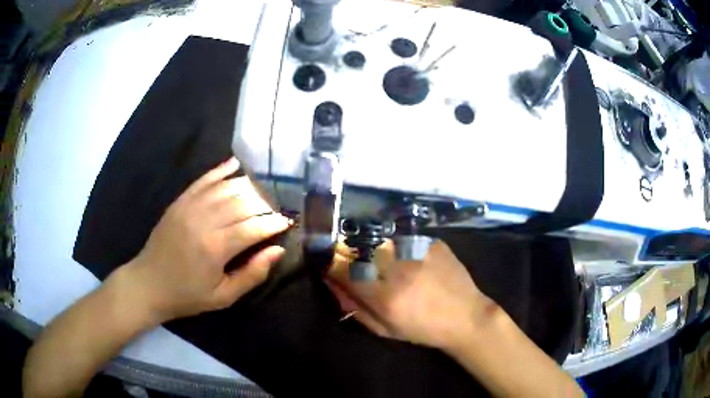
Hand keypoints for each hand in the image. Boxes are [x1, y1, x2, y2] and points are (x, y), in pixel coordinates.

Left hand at [119, 157, 290, 322]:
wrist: (149, 283)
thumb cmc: (188, 295)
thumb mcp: (223, 296)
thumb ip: (252, 274)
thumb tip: (277, 250)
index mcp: (215, 247)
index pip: (253, 227)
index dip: (273, 223)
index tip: (287, 223)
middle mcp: (203, 220)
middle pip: (242, 203)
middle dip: (265, 204)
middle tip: (276, 210)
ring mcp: (189, 207)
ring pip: (225, 188)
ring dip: (248, 187)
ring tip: (263, 191)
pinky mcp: (179, 202)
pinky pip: (203, 181)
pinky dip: (220, 171)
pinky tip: (235, 164)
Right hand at [326, 239, 494, 349]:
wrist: (466, 316)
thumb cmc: (423, 330)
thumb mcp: (384, 329)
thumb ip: (353, 306)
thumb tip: (331, 281)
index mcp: (385, 296)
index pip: (341, 269)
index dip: (330, 266)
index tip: (332, 268)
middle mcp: (399, 268)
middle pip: (358, 248)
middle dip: (351, 254)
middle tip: (361, 266)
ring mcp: (417, 251)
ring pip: (379, 239)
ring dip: (374, 249)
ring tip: (388, 264)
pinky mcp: (432, 242)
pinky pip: (403, 237)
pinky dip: (397, 245)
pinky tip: (409, 259)